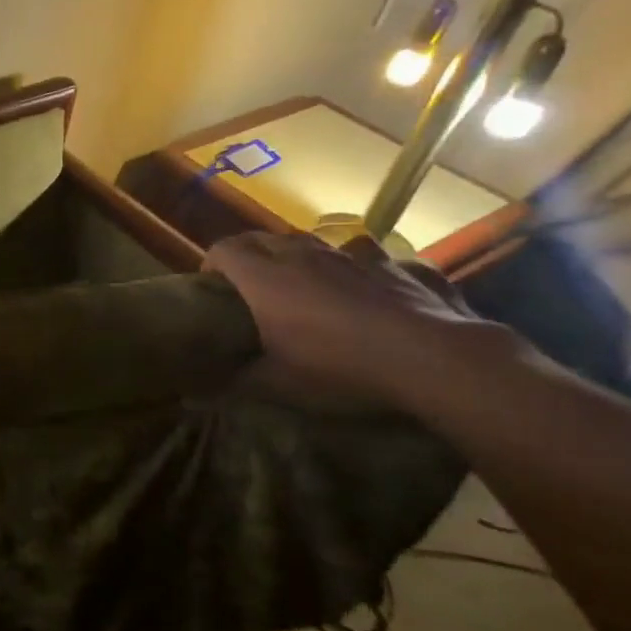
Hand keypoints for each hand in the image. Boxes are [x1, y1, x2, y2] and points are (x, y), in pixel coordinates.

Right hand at [204, 232, 490, 408]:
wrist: (431, 358)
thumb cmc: (339, 367)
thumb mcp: (279, 384)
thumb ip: (237, 380)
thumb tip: (199, 392)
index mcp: (265, 277)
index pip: (223, 249)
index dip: (212, 264)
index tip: (212, 288)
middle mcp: (302, 255)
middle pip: (261, 238)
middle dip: (248, 255)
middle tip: (249, 286)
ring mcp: (349, 255)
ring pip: (310, 241)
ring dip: (297, 257)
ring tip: (303, 285)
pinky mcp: (390, 264)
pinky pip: (362, 255)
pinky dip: (352, 267)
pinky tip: (362, 289)